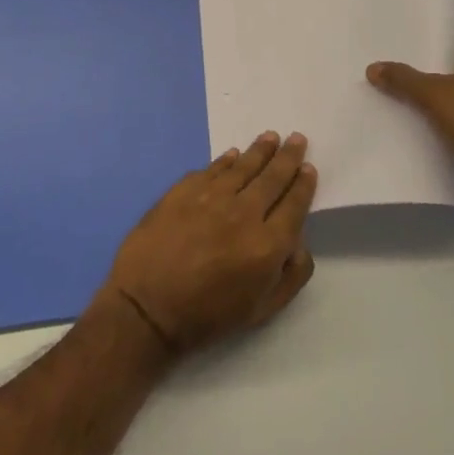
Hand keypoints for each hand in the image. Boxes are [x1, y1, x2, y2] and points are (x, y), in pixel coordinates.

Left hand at [98, 132, 317, 354]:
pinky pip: (212, 169)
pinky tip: (232, 155)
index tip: (308, 168)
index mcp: (267, 244)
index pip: (294, 204)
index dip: (304, 184)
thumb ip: (291, 277)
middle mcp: (244, 212)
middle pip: (273, 177)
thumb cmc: (207, 317)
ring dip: (260, 150)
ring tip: (270, 137)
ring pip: (243, 165)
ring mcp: (212, 197)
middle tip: (296, 139)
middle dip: (288, 156)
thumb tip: (300, 244)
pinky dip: (225, 160)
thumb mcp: (261, 311)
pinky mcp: (184, 190)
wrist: (145, 310)